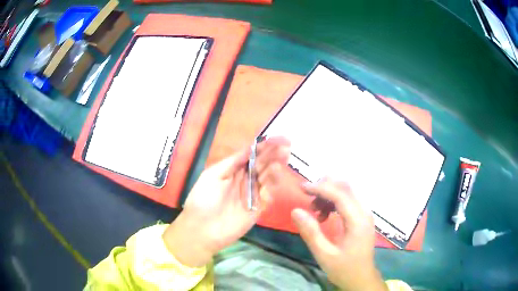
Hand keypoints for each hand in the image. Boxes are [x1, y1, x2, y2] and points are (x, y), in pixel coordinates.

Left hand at [163, 137, 289, 266]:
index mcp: (233, 170)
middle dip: (274, 154)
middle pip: (262, 164)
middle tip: (287, 144)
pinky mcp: (258, 209)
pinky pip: (268, 195)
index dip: (265, 146)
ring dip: (275, 166)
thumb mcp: (213, 175)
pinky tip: (276, 175)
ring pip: (267, 178)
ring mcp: (252, 195)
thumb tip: (251, 147)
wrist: (201, 229)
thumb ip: (233, 162)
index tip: (279, 138)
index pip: (252, 155)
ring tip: (283, 156)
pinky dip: (273, 185)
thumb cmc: (203, 199)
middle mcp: (245, 180)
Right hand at [291, 179, 387, 290]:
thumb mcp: (324, 255)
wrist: (361, 278)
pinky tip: (324, 215)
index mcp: (358, 221)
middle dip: (325, 187)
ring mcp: (365, 214)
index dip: (320, 188)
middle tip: (308, 198)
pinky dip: (334, 202)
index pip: (340, 194)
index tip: (302, 188)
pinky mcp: (362, 218)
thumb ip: (311, 233)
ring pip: (347, 192)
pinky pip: (348, 200)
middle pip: (346, 187)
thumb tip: (296, 211)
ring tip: (315, 210)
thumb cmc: (344, 269)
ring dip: (329, 194)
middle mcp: (364, 212)